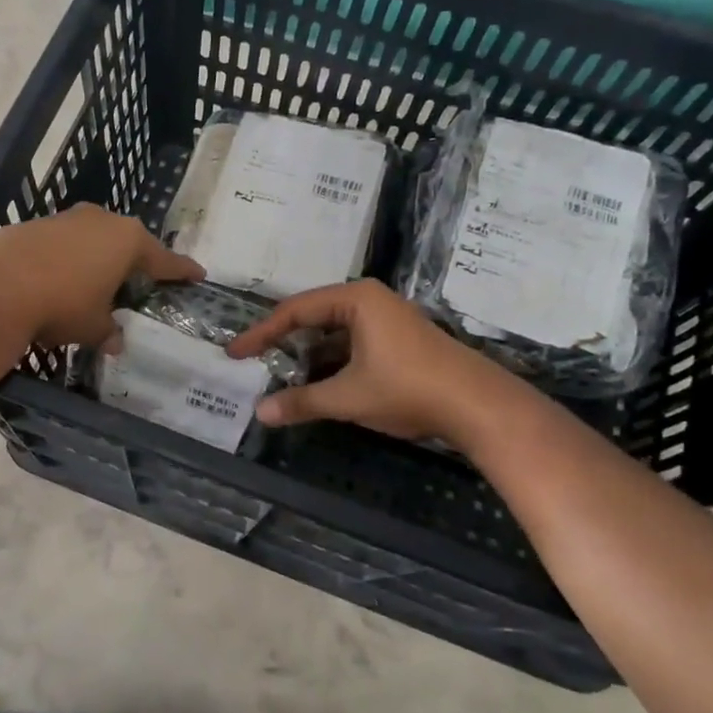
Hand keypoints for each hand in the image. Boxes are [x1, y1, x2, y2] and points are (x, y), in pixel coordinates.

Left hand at [0, 205, 202, 347]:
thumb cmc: (63, 303)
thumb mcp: (93, 326)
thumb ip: (108, 331)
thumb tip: (114, 342)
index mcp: (128, 241)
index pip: (165, 259)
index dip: (182, 271)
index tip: (197, 275)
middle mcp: (102, 221)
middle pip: (128, 243)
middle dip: (134, 263)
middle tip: (141, 283)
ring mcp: (67, 219)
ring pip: (93, 241)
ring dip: (97, 261)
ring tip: (95, 287)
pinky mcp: (36, 224)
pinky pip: (64, 245)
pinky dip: (68, 262)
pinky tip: (59, 283)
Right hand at [227, 279, 523, 441]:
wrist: (478, 406)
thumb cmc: (407, 389)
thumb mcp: (348, 397)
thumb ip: (302, 402)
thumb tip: (260, 413)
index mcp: (356, 300)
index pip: (294, 311)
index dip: (261, 334)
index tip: (235, 353)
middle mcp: (370, 301)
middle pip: (313, 317)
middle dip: (284, 343)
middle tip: (255, 362)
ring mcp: (388, 319)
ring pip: (334, 333)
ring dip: (309, 356)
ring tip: (282, 378)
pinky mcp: (400, 340)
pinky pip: (353, 344)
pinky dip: (333, 362)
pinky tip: (320, 385)